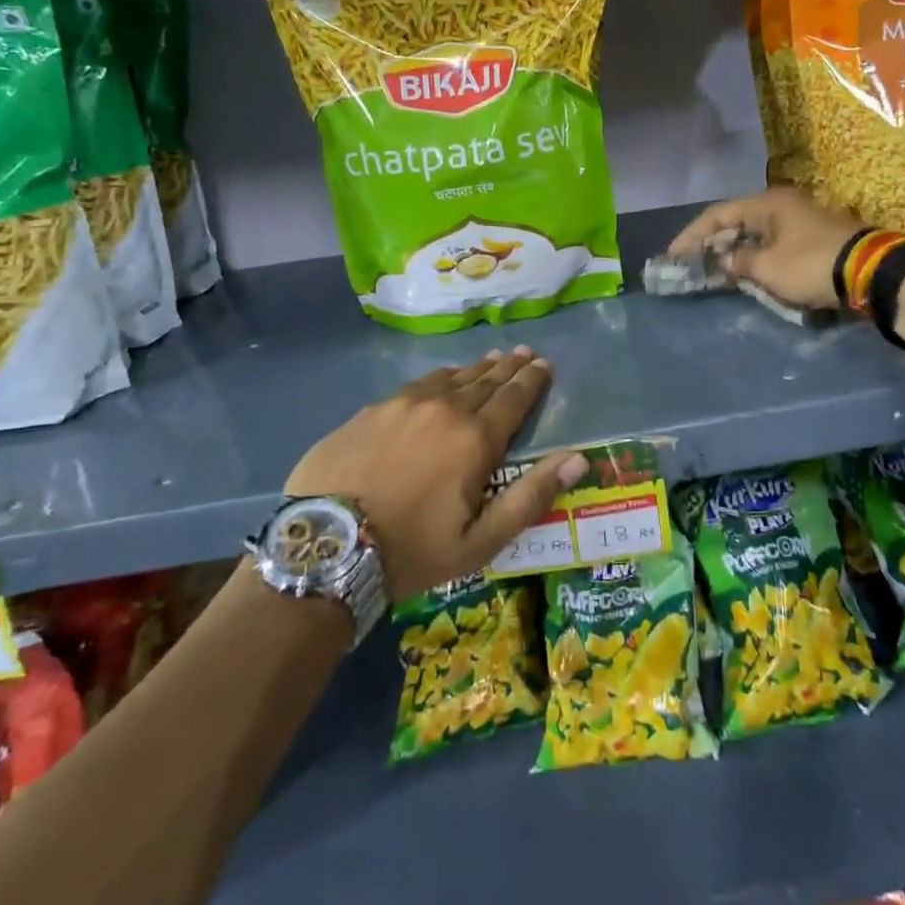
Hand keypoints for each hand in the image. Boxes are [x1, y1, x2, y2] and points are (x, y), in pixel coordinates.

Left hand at [285, 347, 585, 599]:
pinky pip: (416, 385)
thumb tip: (578, 459)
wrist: (325, 547)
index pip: (513, 400)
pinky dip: (439, 378)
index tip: (544, 365)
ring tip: (492, 359)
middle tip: (525, 353)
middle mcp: (444, 410)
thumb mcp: (480, 541)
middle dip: (509, 368)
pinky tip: (441, 378)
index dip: (532, 382)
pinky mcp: (371, 411)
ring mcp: (403, 405)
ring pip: (450, 378)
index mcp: (474, 440)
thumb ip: (531, 497)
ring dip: (475, 369)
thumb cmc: (412, 551)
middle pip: (484, 382)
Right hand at [670, 187, 861, 310]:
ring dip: (734, 251)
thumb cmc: (812, 264)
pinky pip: (772, 243)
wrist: (871, 272)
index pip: (718, 214)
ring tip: (713, 270)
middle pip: (736, 221)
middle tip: (691, 263)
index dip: (692, 235)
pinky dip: (755, 256)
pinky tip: (745, 272)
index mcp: (767, 204)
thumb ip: (739, 262)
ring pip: (755, 233)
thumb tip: (725, 260)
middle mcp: (781, 205)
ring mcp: (799, 220)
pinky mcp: (812, 238)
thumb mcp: (768, 267)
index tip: (673, 255)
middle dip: (712, 243)